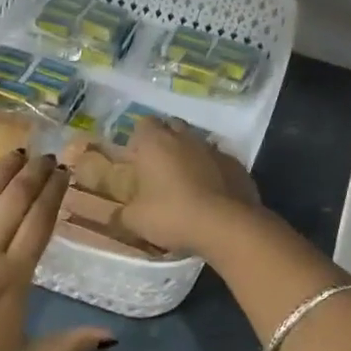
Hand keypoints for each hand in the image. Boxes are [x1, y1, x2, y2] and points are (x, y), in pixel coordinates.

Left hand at [0, 151, 113, 350]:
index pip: (40, 222)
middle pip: (14, 200)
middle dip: (34, 173)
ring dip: (1, 170)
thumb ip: (69, 346)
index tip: (64, 172)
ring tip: (16, 152)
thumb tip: (111, 335)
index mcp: (14, 278)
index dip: (53, 193)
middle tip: (47, 156)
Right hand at [119, 118, 261, 254]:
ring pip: (197, 143)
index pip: (143, 124)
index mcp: (155, 142)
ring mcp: (213, 148)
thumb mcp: (136, 221)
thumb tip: (114, 216)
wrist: (227, 226)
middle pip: (172, 128)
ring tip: (186, 182)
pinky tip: (211, 193)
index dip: (139, 140)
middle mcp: (185, 137)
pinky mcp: (237, 164)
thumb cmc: (173, 215)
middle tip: (159, 169)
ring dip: (190, 156)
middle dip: (165, 142)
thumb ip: (121, 215)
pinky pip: (219, 161)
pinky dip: (213, 171)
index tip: (137, 160)